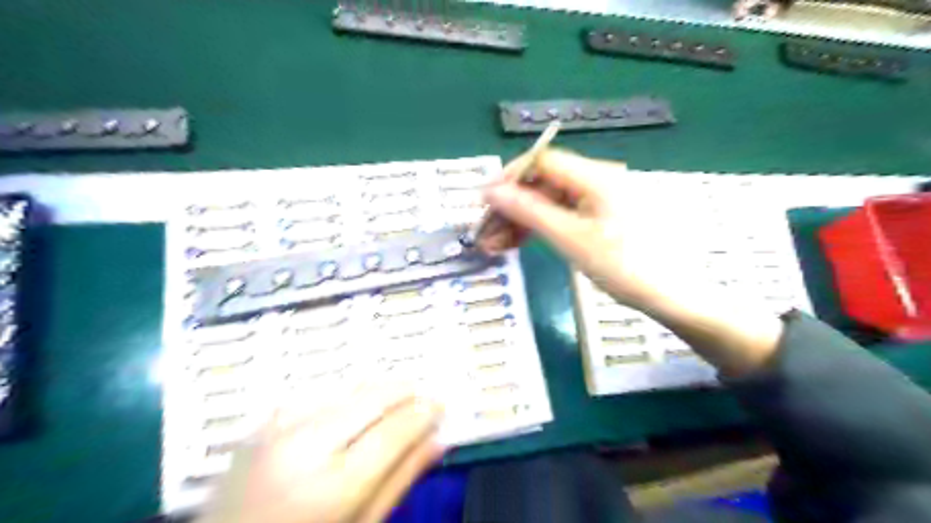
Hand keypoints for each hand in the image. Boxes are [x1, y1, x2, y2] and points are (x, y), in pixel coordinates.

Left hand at [198, 385, 443, 522]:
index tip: (440, 404)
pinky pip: (319, 392)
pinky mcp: (263, 420)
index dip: (423, 412)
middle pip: (372, 396)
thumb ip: (400, 480)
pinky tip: (349, 411)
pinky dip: (344, 396)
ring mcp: (277, 427)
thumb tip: (438, 440)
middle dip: (404, 391)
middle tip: (421, 397)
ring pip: (347, 387)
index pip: (394, 430)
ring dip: (376, 392)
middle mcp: (303, 446)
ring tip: (389, 405)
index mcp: (331, 487)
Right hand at [484, 148, 685, 310]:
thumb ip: (529, 211)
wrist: (669, 295)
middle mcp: (596, 179)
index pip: (541, 161)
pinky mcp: (599, 216)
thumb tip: (491, 191)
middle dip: (512, 206)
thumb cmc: (623, 266)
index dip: (509, 178)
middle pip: (542, 182)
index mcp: (594, 176)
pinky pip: (562, 213)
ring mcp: (598, 198)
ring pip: (549, 200)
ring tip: (497, 246)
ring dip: (521, 219)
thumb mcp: (570, 238)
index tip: (485, 204)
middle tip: (487, 233)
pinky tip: (520, 243)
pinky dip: (539, 227)